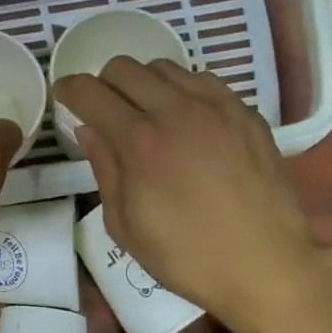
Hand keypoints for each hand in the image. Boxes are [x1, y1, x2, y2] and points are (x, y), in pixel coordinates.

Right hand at [54, 58, 331, 329]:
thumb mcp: (124, 225)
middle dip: (104, 84)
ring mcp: (216, 107)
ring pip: (164, 67)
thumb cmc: (185, 255)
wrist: (266, 265)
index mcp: (139, 142)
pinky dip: (182, 90)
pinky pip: (202, 80)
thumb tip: (88, 129)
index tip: (65, 97)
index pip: (90, 92)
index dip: (69, 89)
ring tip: (147, 113)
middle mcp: (176, 111)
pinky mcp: (245, 113)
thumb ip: (103, 169)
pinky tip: (185, 120)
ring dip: (143, 84)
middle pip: (124, 67)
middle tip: (105, 110)